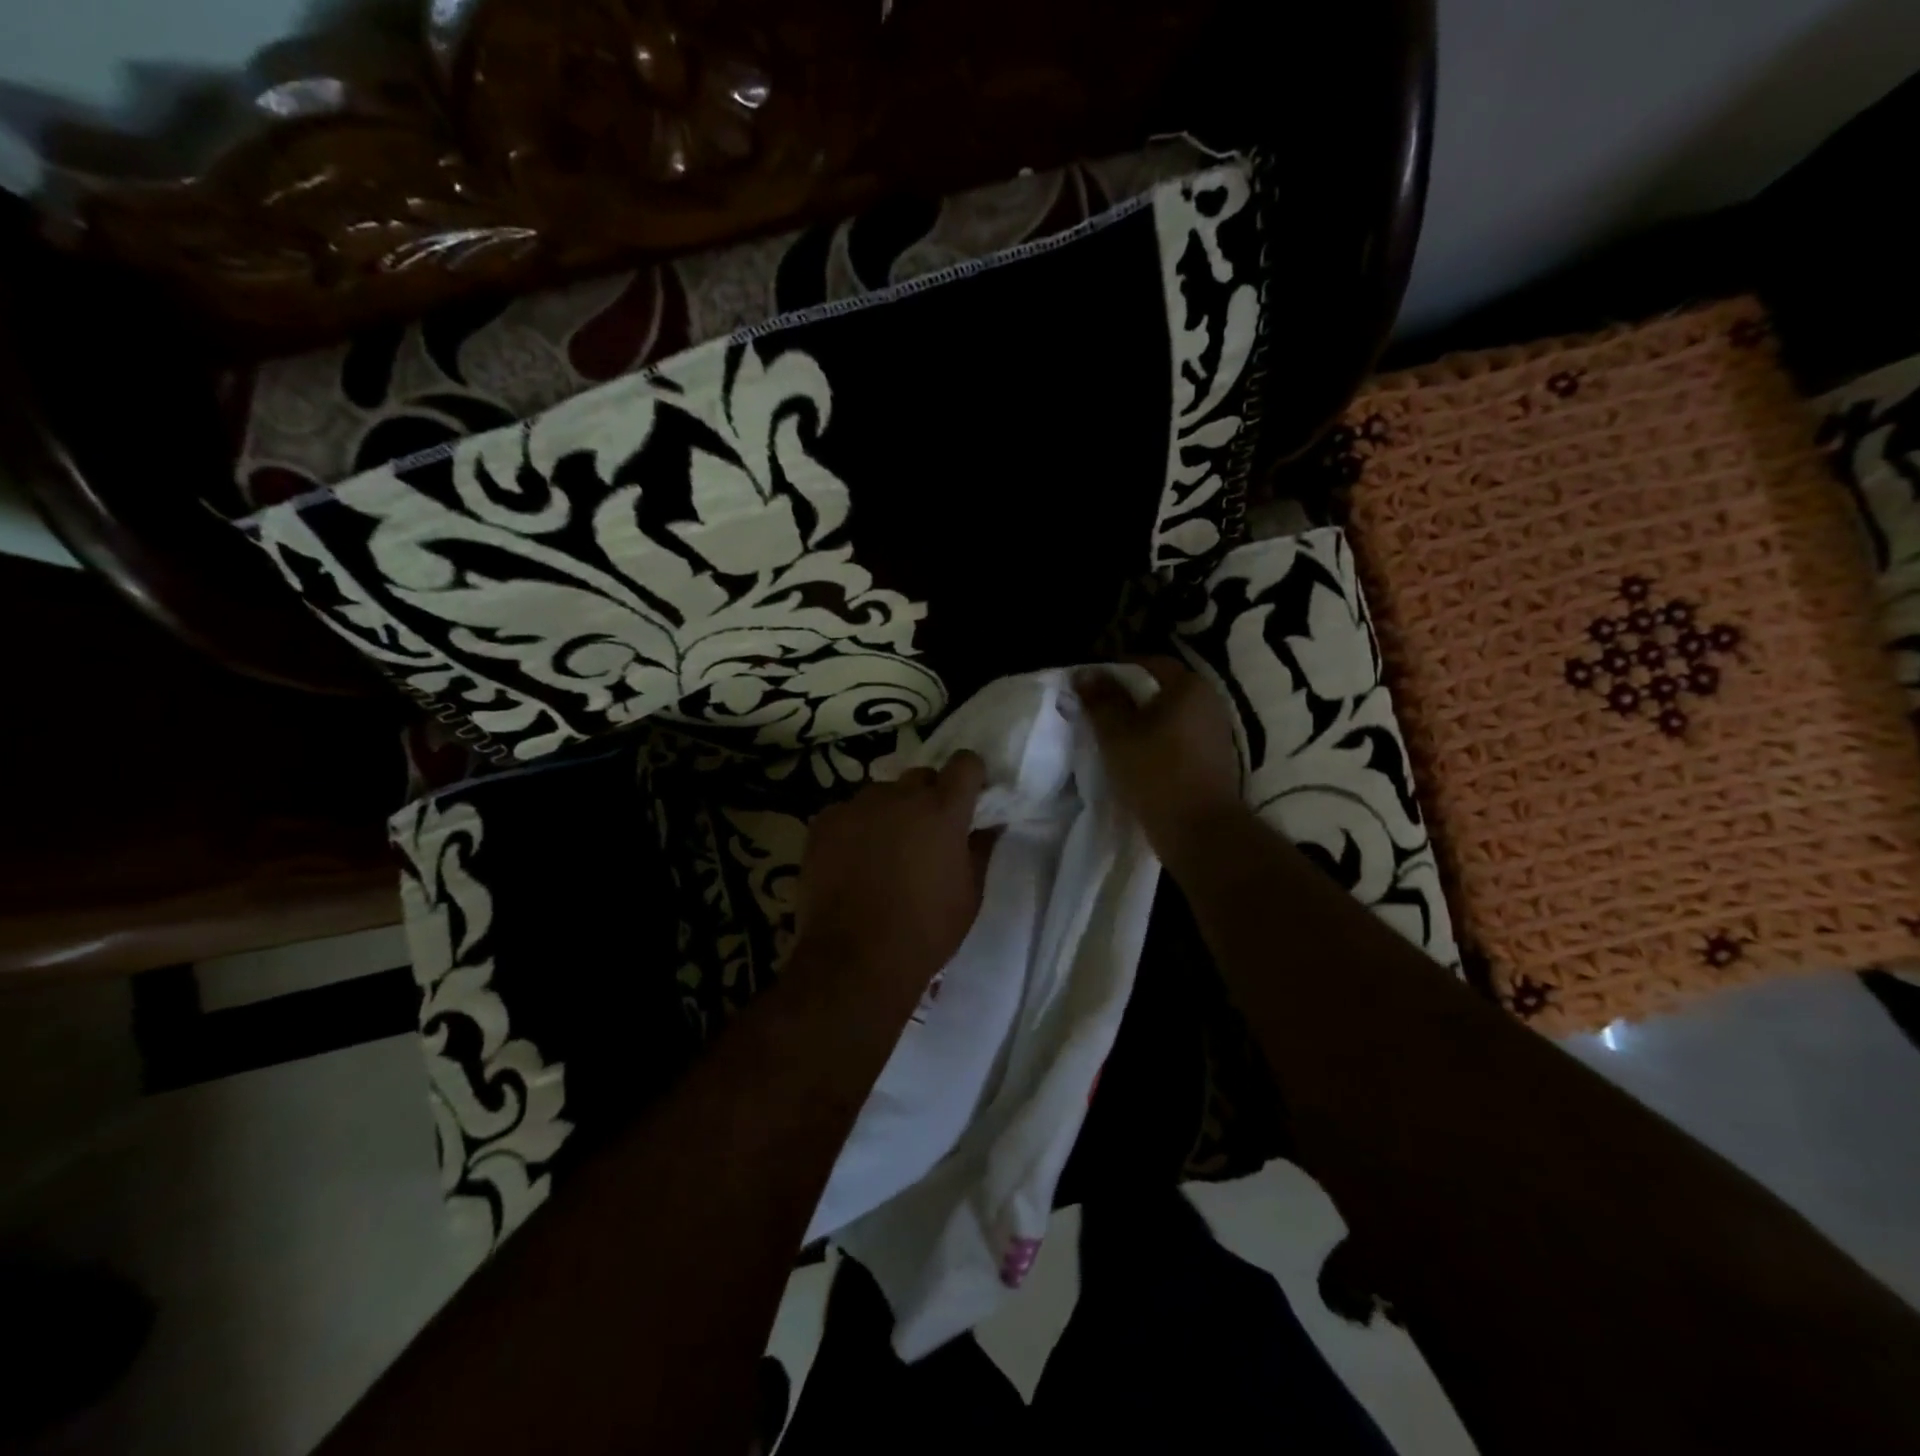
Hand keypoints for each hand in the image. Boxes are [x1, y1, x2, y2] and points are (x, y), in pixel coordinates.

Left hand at [793, 752, 991, 1000]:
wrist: (856, 960)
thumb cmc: (926, 931)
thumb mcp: (970, 894)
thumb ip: (980, 849)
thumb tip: (989, 824)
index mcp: (943, 810)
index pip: (965, 763)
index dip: (970, 776)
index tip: (969, 798)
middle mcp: (901, 796)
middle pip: (921, 777)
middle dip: (928, 798)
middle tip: (925, 834)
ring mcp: (858, 806)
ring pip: (882, 795)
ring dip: (889, 813)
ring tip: (882, 852)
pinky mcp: (824, 822)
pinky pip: (848, 813)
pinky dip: (855, 829)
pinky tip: (851, 862)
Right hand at [1076, 657, 1245, 865]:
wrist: (1200, 829)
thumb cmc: (1156, 773)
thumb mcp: (1117, 734)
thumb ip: (1101, 700)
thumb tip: (1085, 673)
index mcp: (1189, 686)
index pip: (1149, 663)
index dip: (1117, 670)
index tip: (1091, 686)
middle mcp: (1209, 701)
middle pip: (1162, 688)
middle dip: (1130, 696)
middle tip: (1099, 711)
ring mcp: (1217, 731)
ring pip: (1171, 715)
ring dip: (1144, 721)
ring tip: (1115, 736)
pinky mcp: (1215, 758)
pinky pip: (1180, 737)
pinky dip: (1159, 740)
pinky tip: (1139, 756)